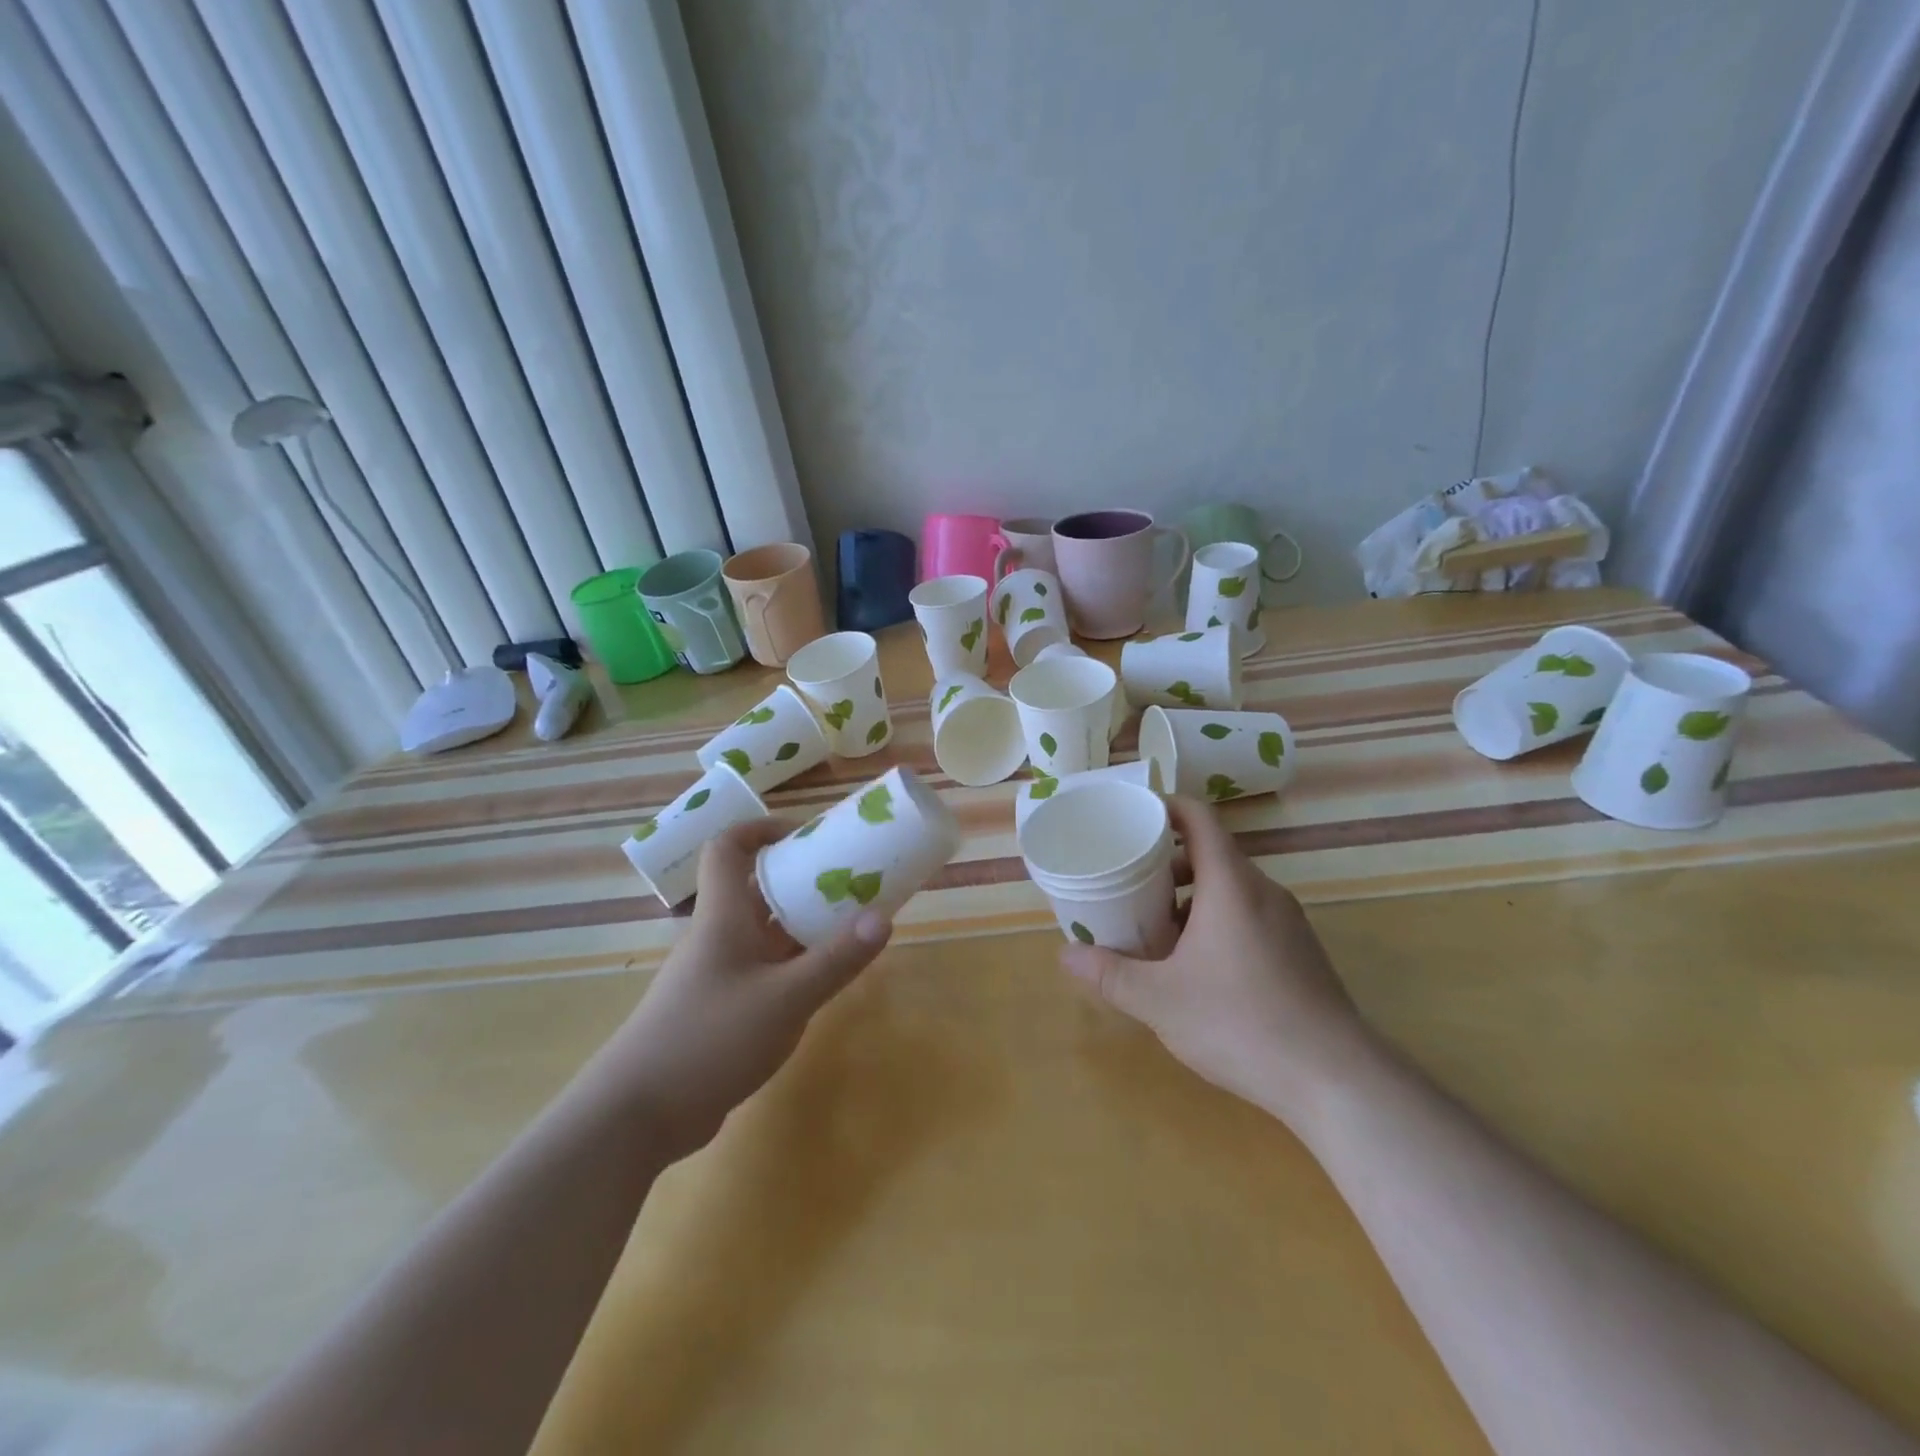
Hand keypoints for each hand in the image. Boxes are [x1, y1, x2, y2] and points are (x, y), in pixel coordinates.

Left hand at [604, 818, 891, 1159]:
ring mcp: (717, 975)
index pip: (727, 848)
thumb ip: (835, 960)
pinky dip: (792, 965)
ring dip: (801, 925)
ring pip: (762, 933)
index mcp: (723, 917)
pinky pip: (762, 970)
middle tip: (848, 882)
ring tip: (849, 926)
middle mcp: (717, 936)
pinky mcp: (719, 1009)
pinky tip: (822, 981)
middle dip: (800, 880)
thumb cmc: (709, 1039)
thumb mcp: (785, 999)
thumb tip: (883, 918)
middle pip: (755, 889)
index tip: (804, 835)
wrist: (635, 1115)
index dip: (760, 829)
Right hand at [1059, 795, 1373, 1127]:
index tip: (1132, 817)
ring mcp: (1288, 922)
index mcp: (1231, 884)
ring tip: (1157, 932)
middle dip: (1167, 864)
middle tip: (1129, 885)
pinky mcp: (1300, 953)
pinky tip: (1198, 968)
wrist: (1336, 1080)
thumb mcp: (1160, 1000)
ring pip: (1231, 890)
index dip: (1165, 807)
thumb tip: (1065, 955)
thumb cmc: (1240, 1022)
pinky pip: (1250, 917)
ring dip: (1191, 899)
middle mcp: (1263, 892)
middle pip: (1211, 855)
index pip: (1199, 819)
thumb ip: (1109, 974)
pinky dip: (1217, 922)